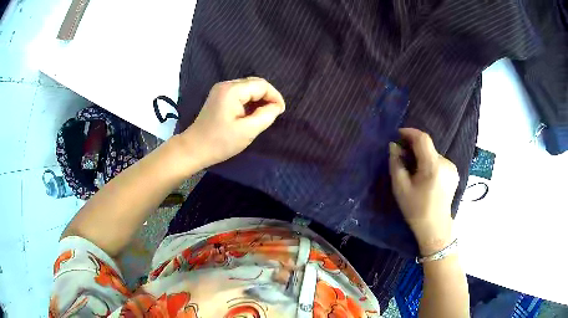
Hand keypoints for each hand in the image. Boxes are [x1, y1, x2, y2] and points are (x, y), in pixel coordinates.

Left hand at [180, 77, 284, 166]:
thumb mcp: (247, 131)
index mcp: (232, 91)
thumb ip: (266, 116)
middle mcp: (226, 85)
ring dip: (259, 99)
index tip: (280, 112)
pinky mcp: (218, 97)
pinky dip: (249, 101)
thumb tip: (276, 106)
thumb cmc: (220, 142)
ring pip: (248, 88)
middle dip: (267, 96)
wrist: (194, 149)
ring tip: (264, 114)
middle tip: (274, 113)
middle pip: (254, 83)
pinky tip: (252, 113)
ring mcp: (221, 90)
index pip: (261, 85)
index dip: (274, 96)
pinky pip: (240, 93)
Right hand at [389, 128, 458, 254]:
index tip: (398, 135)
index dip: (409, 132)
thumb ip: (396, 164)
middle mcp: (446, 163)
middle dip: (413, 147)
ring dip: (421, 156)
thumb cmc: (416, 210)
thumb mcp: (401, 188)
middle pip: (428, 147)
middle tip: (402, 156)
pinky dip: (429, 163)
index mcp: (433, 166)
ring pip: (433, 154)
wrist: (435, 228)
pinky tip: (424, 176)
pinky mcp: (454, 173)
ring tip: (413, 170)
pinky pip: (439, 162)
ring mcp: (452, 168)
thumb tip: (394, 146)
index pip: (423, 139)